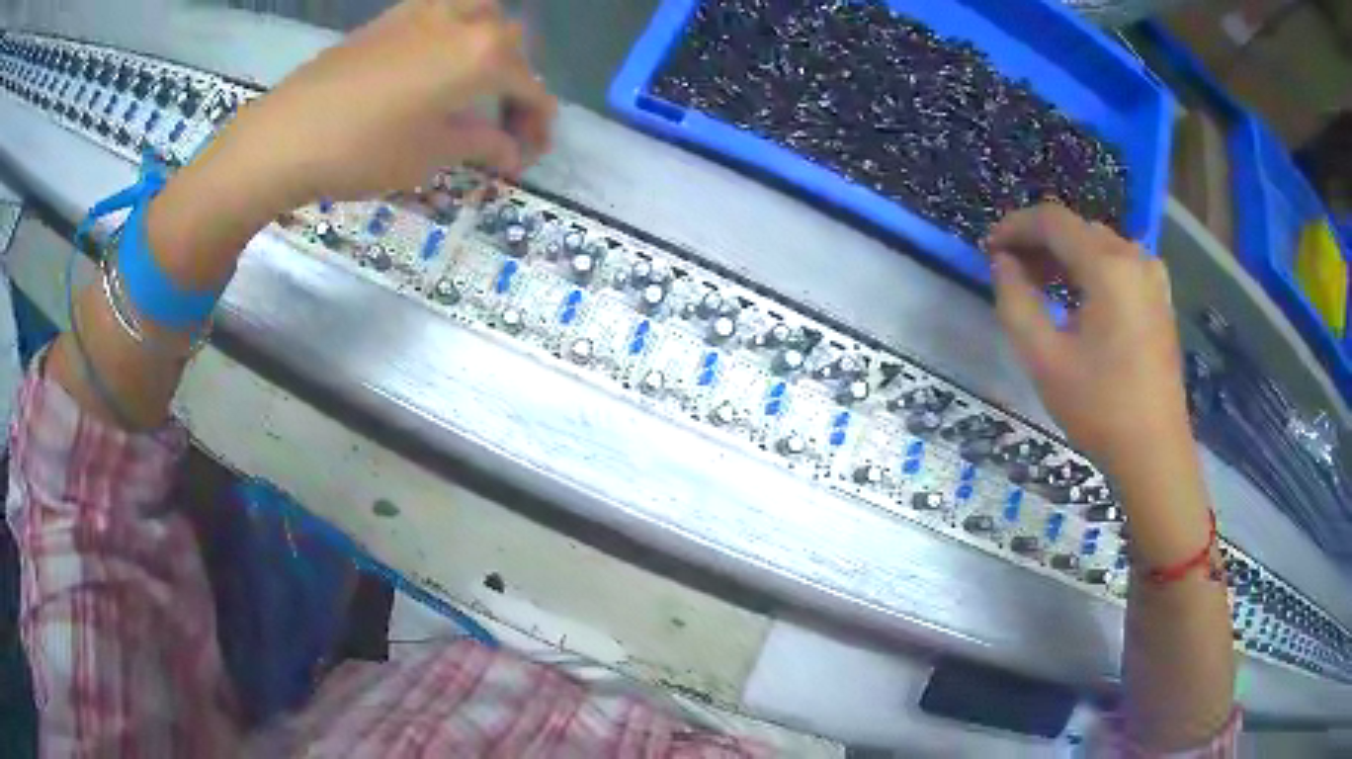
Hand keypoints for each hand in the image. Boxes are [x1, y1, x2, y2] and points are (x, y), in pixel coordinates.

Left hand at [201, 0, 555, 215]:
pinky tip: (436, 65)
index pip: (531, 87)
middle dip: (517, 82)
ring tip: (474, 83)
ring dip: (490, 47)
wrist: (286, 135)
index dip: (537, 123)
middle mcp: (464, 20)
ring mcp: (425, 11)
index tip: (529, 154)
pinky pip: (442, 13)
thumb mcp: (432, 155)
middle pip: (512, 44)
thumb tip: (512, 151)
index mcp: (484, 54)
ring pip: (480, 15)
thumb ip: (483, 144)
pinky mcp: (391, 17)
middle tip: (502, 122)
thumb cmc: (365, 150)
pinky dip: (455, 35)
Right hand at [985, 204, 1191, 485]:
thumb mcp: (1044, 359)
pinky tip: (1077, 297)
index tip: (990, 248)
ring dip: (1065, 255)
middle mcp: (1134, 258)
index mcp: (1108, 267)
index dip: (1015, 226)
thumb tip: (1003, 263)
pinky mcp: (1160, 296)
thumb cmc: (1099, 409)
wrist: (1154, 453)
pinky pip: (1118, 263)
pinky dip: (1090, 269)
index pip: (1053, 221)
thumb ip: (1015, 301)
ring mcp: (1152, 276)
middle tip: (1010, 271)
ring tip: (1039, 284)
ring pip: (1098, 244)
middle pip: (1077, 229)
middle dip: (1039, 242)